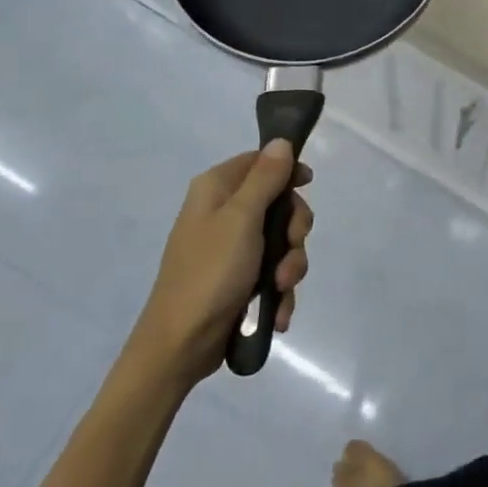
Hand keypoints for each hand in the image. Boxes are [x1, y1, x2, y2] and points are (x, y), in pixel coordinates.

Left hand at [133, 142, 313, 384]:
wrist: (180, 345)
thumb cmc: (210, 273)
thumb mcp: (242, 219)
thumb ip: (265, 178)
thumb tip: (281, 141)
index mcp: (216, 188)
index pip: (261, 160)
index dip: (287, 171)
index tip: (307, 186)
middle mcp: (223, 211)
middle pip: (278, 202)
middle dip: (293, 231)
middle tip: (291, 249)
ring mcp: (231, 247)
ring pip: (280, 241)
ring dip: (289, 266)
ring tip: (280, 289)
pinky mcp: (238, 278)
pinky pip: (272, 272)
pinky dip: (278, 290)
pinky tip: (277, 312)